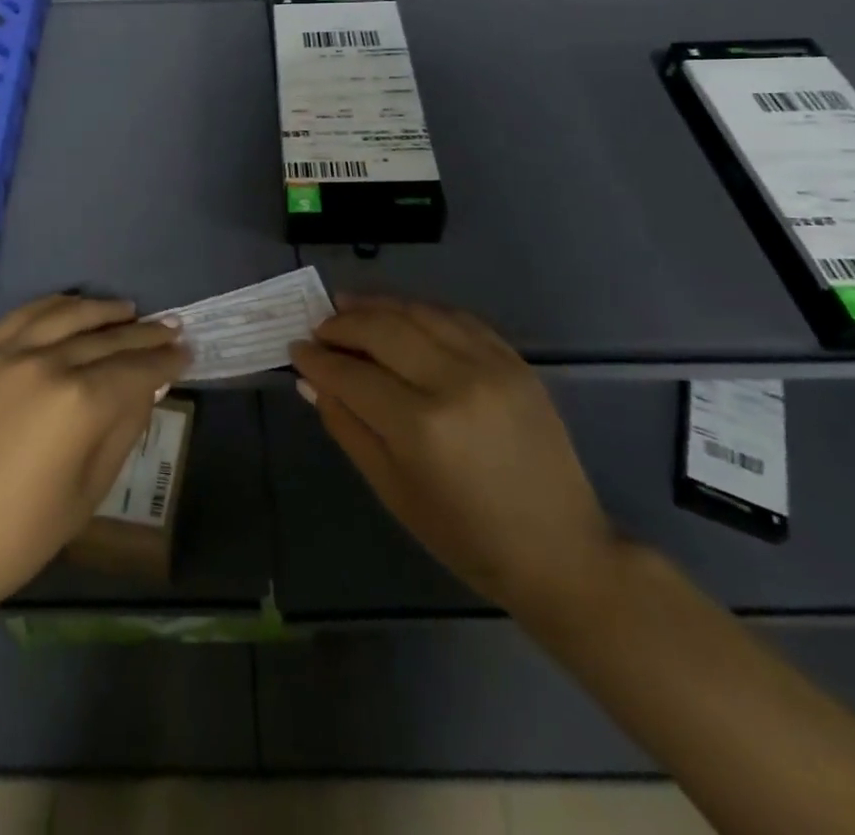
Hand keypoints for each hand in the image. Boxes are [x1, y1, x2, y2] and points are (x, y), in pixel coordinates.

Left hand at [0, 295, 189, 613]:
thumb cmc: (21, 535)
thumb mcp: (90, 490)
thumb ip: (123, 429)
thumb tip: (145, 388)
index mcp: (80, 403)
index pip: (136, 370)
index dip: (166, 361)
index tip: (186, 353)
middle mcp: (47, 363)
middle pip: (107, 339)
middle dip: (145, 336)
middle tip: (171, 329)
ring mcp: (6, 354)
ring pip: (67, 315)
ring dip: (103, 310)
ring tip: (129, 311)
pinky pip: (22, 316)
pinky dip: (54, 306)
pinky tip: (71, 307)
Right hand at [291, 296, 616, 620]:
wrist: (559, 550)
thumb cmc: (465, 536)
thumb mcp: (392, 490)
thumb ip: (347, 427)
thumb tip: (310, 380)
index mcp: (420, 426)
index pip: (351, 374)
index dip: (317, 359)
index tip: (295, 348)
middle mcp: (454, 382)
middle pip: (382, 329)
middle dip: (342, 324)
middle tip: (318, 326)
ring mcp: (489, 365)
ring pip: (418, 312)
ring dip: (377, 305)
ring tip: (348, 304)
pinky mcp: (514, 361)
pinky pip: (457, 318)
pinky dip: (421, 310)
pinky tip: (400, 313)